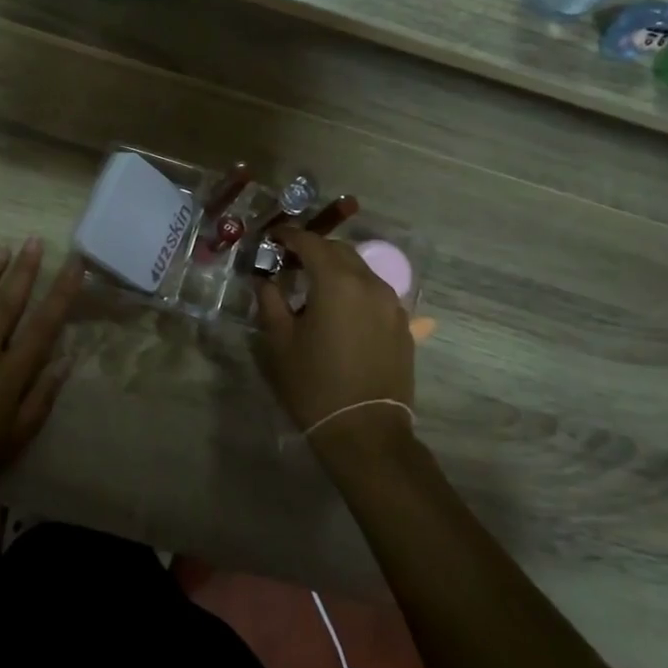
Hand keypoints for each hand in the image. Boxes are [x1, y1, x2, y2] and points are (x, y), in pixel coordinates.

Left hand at [0, 239, 84, 513]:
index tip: (75, 264)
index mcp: (9, 375)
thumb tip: (67, 358)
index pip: (43, 325)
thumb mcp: (16, 439)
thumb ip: (41, 397)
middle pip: (8, 306)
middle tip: (34, 241)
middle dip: (24, 272)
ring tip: (1, 248)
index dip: (61, 293)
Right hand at [255, 228, 414, 442]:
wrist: (365, 431)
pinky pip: (375, 293)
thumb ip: (270, 301)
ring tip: (314, 286)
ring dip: (336, 269)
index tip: (272, 238)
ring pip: (361, 270)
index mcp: (337, 282)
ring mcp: (392, 303)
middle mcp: (369, 283)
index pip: (311, 242)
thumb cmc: (314, 384)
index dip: (289, 236)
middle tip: (290, 261)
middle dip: (314, 249)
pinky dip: (355, 290)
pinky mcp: (403, 324)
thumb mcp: (280, 342)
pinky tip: (340, 310)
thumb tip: (264, 279)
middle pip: (340, 251)